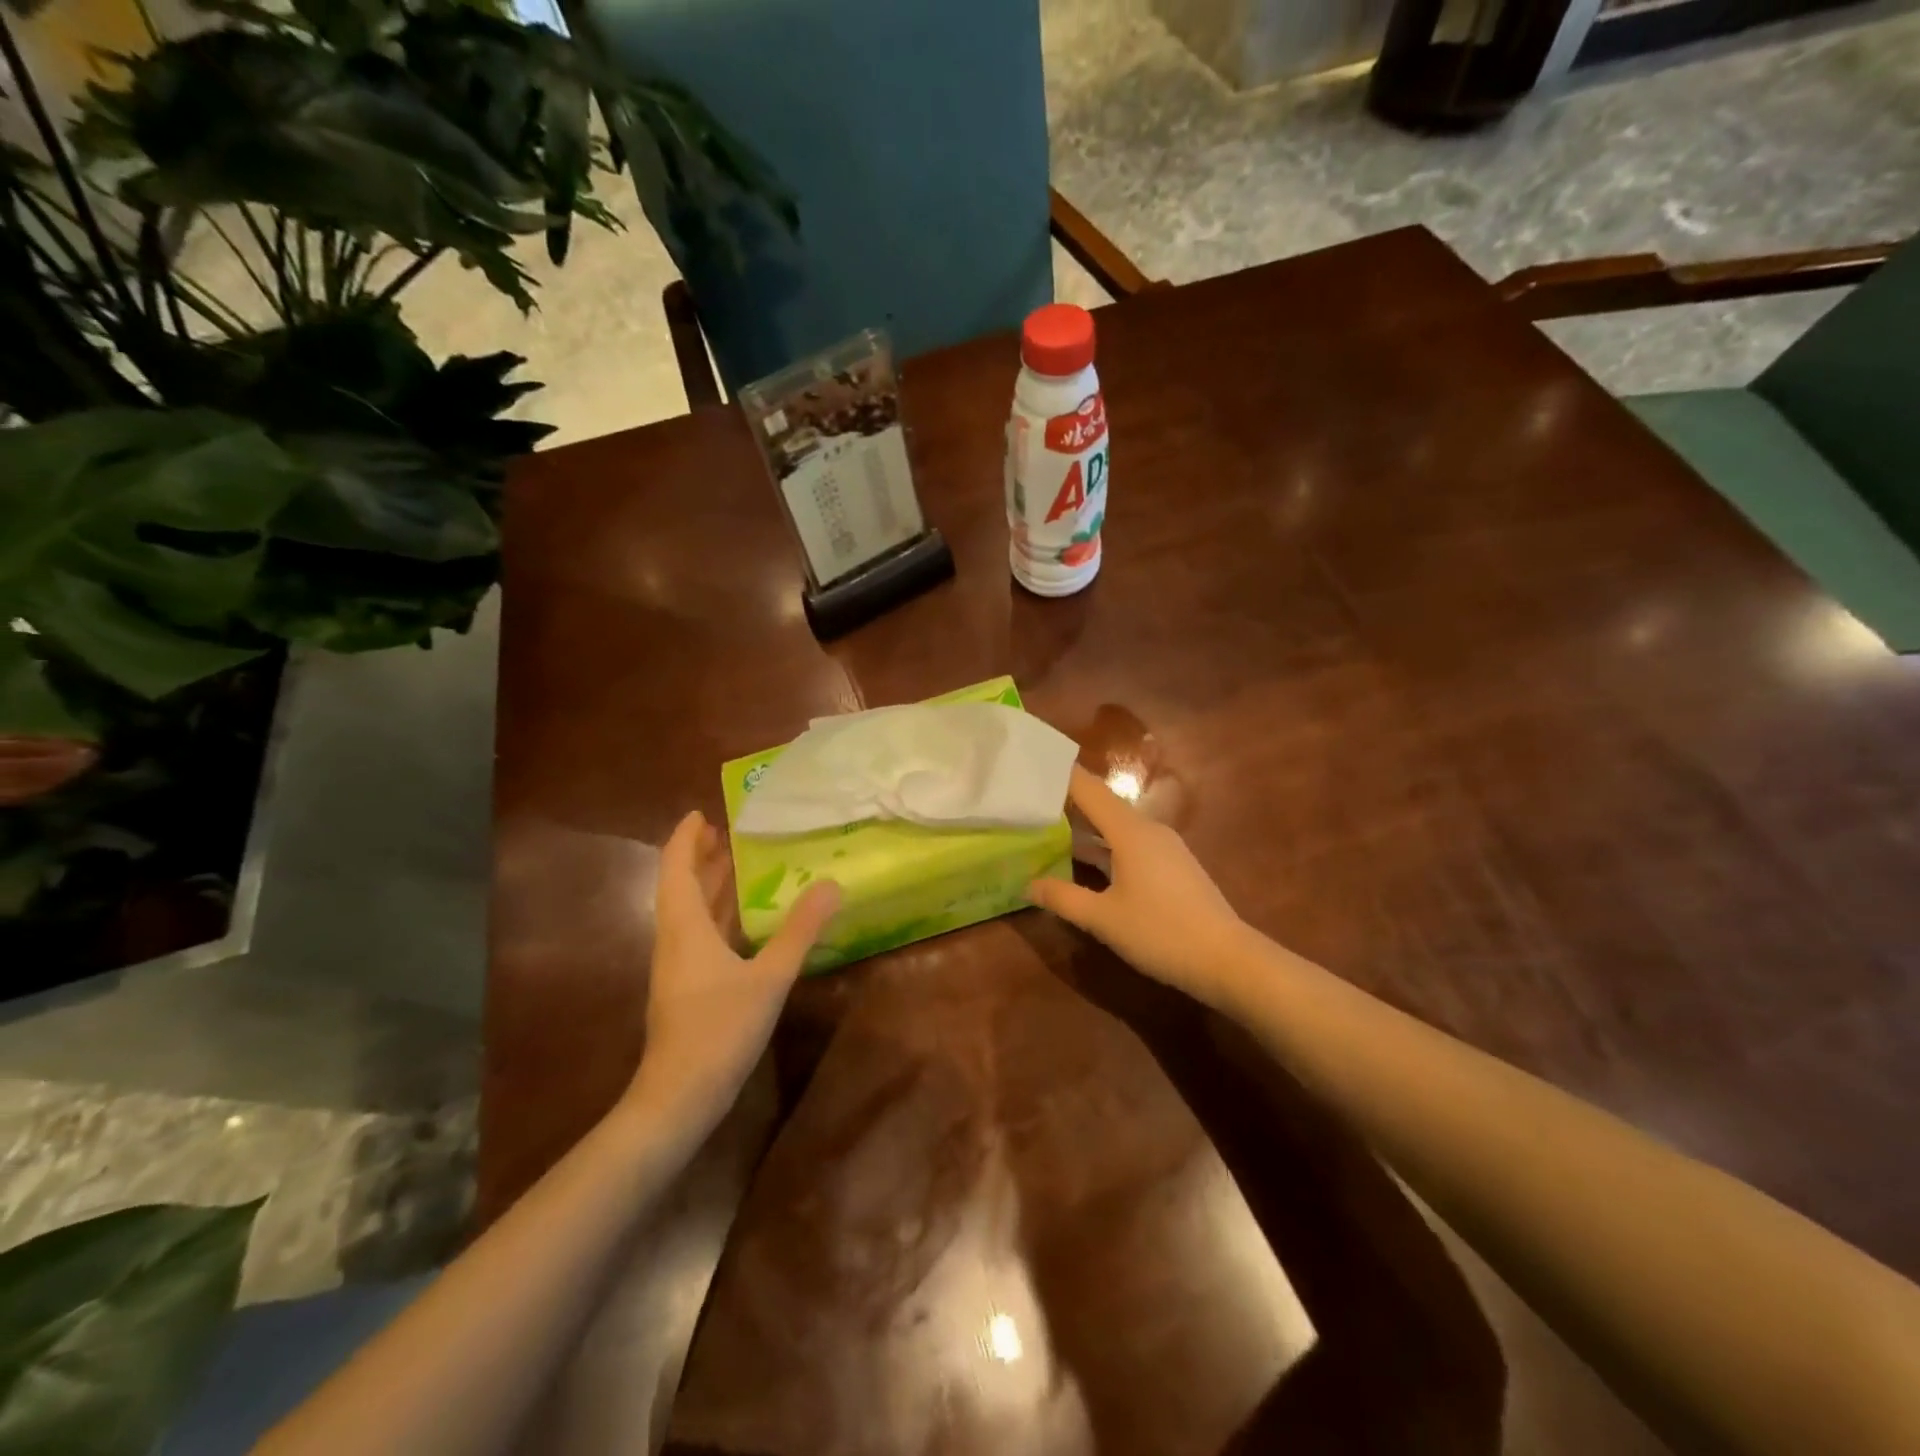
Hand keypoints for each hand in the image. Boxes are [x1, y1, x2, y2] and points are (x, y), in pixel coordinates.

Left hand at [626, 810, 839, 1143]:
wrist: (678, 1099)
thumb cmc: (719, 1030)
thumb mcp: (769, 977)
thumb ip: (800, 930)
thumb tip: (832, 884)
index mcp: (685, 927)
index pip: (676, 867)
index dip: (686, 838)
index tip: (704, 813)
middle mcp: (675, 940)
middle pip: (681, 887)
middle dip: (701, 858)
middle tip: (729, 834)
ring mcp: (677, 967)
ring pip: (689, 913)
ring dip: (708, 886)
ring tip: (736, 865)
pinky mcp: (686, 989)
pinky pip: (699, 936)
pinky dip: (717, 916)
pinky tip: (743, 923)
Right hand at [1028, 767, 1250, 1009]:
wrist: (1227, 960)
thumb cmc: (1160, 932)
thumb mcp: (1103, 918)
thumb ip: (1062, 898)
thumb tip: (1027, 884)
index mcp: (1130, 832)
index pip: (1089, 790)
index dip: (1061, 777)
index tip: (1032, 770)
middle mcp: (1148, 830)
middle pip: (1103, 804)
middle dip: (1069, 801)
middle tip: (1031, 801)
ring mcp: (1165, 847)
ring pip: (1117, 826)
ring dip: (1087, 825)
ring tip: (1051, 827)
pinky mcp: (1173, 866)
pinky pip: (1131, 842)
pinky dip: (1105, 844)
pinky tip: (1088, 860)